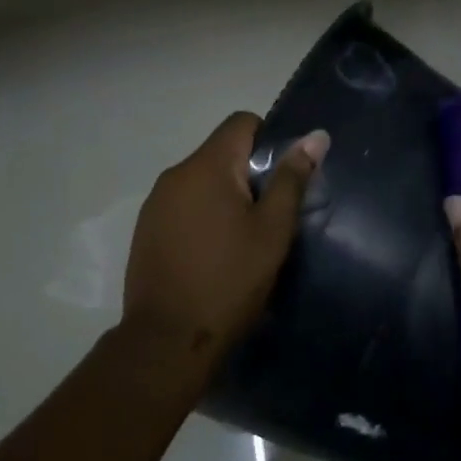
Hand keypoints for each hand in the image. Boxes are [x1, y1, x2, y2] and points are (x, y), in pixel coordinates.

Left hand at [123, 113, 328, 361]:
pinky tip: (213, 255)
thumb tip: (315, 136)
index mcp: (206, 166)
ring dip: (224, 199)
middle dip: (248, 175)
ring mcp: (154, 204)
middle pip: (220, 153)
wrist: (169, 338)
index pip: (241, 122)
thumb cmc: (230, 281)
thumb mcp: (272, 231)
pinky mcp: (146, 230)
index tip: (282, 181)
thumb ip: (292, 179)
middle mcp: (174, 175)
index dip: (269, 140)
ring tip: (242, 242)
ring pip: (201, 183)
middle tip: (269, 219)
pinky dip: (202, 218)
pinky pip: (182, 207)